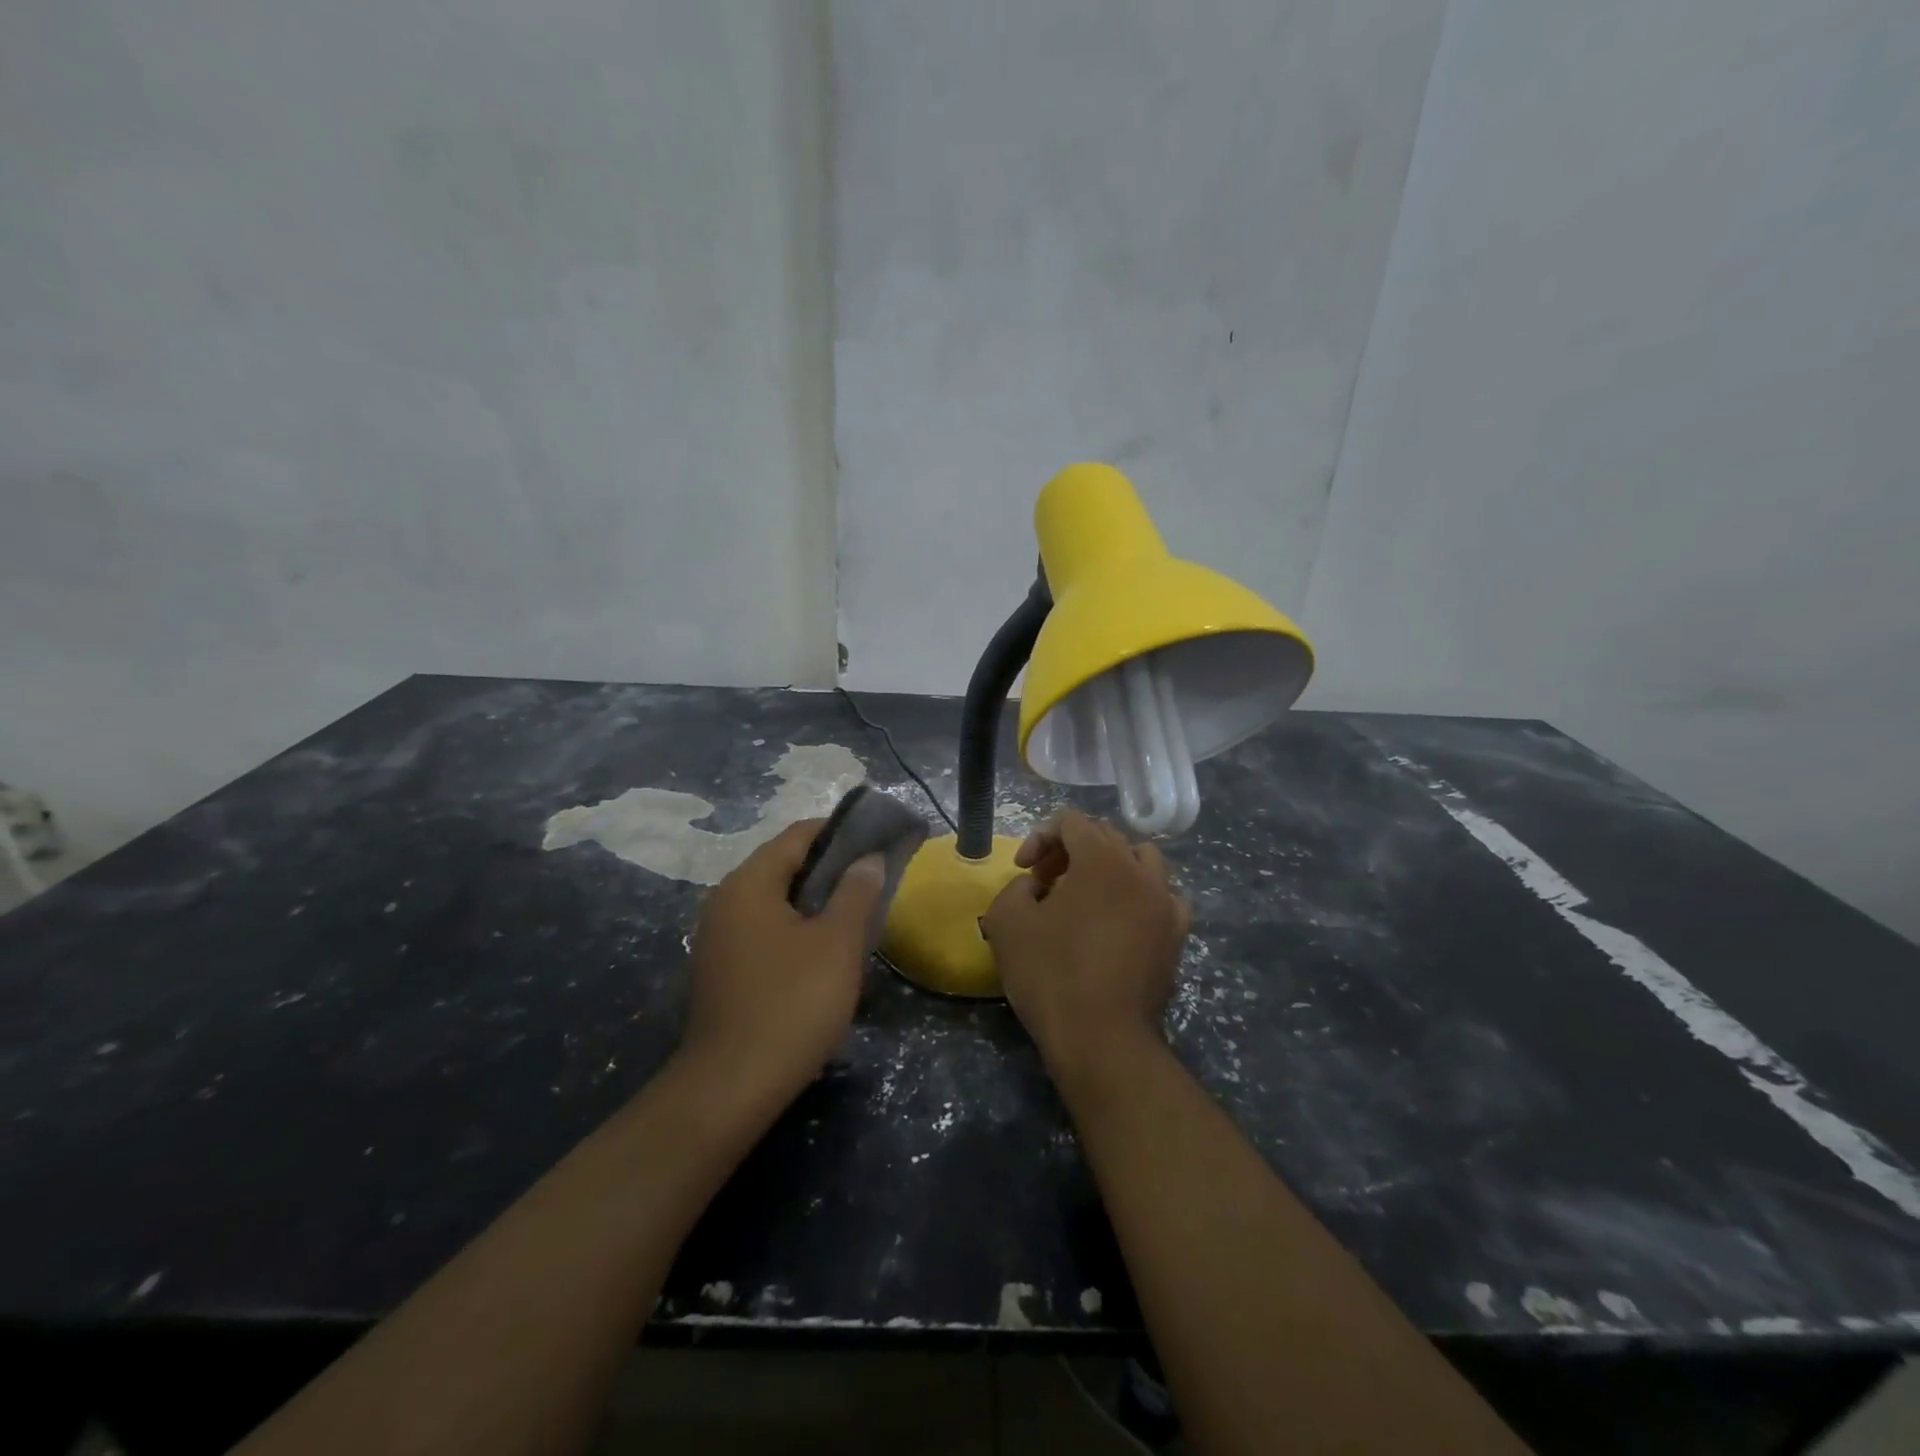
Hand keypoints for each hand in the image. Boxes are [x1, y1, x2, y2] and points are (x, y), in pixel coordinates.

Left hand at [680, 820, 884, 1106]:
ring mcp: (718, 936)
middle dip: (830, 868)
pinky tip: (822, 951)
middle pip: (783, 865)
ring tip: (854, 913)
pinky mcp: (720, 968)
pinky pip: (763, 929)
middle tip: (872, 880)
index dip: (840, 832)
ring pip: (774, 900)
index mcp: (749, 883)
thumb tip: (868, 859)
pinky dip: (794, 927)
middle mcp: (725, 900)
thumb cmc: (792, 1003)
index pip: (798, 835)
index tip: (877, 841)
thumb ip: (856, 892)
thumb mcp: (837, 943)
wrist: (731, 1087)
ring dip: (813, 900)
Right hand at [983, 810, 1188, 1077]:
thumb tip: (1035, 887)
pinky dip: (1140, 896)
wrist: (1102, 1038)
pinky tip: (1122, 921)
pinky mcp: (1177, 935)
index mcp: (1101, 859)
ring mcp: (1166, 902)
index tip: (1023, 871)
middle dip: (1070, 851)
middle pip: (1105, 837)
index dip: (1040, 837)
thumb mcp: (1006, 921)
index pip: (1071, 821)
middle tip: (1046, 883)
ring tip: (1087, 896)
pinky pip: (1163, 896)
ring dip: (1110, 867)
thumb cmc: (1050, 973)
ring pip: (1141, 861)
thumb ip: (1015, 887)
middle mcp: (1141, 870)